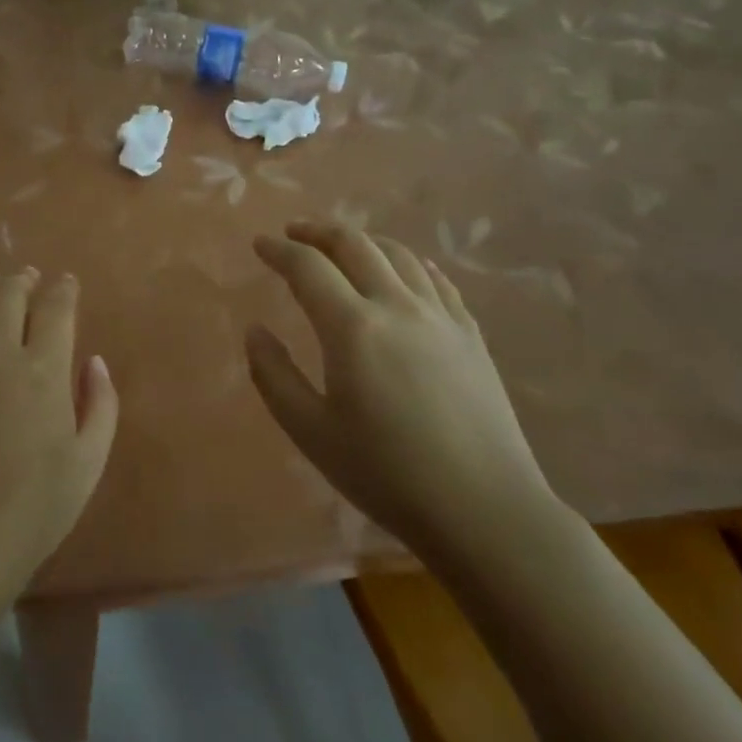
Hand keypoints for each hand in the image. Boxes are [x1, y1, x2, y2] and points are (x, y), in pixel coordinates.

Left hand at [0, 270, 118, 606]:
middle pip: (8, 297)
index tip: (67, 282)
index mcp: (44, 370)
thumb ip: (100, 404)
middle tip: (29, 276)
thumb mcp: (89, 461)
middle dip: (23, 280)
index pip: (55, 309)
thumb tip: (95, 362)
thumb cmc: (37, 507)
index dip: (64, 289)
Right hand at [246, 222, 557, 556]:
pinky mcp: (470, 334)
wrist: (485, 509)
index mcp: (352, 327)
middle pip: (355, 244)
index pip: (308, 267)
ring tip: (342, 248)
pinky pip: (436, 279)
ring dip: (363, 241)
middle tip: (294, 233)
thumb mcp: (311, 432)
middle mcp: (397, 306)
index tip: (260, 244)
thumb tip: (255, 330)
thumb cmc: (386, 474)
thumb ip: (273, 375)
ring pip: (398, 254)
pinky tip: (404, 272)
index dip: (279, 251)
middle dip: (318, 231)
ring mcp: (441, 317)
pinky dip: (409, 263)